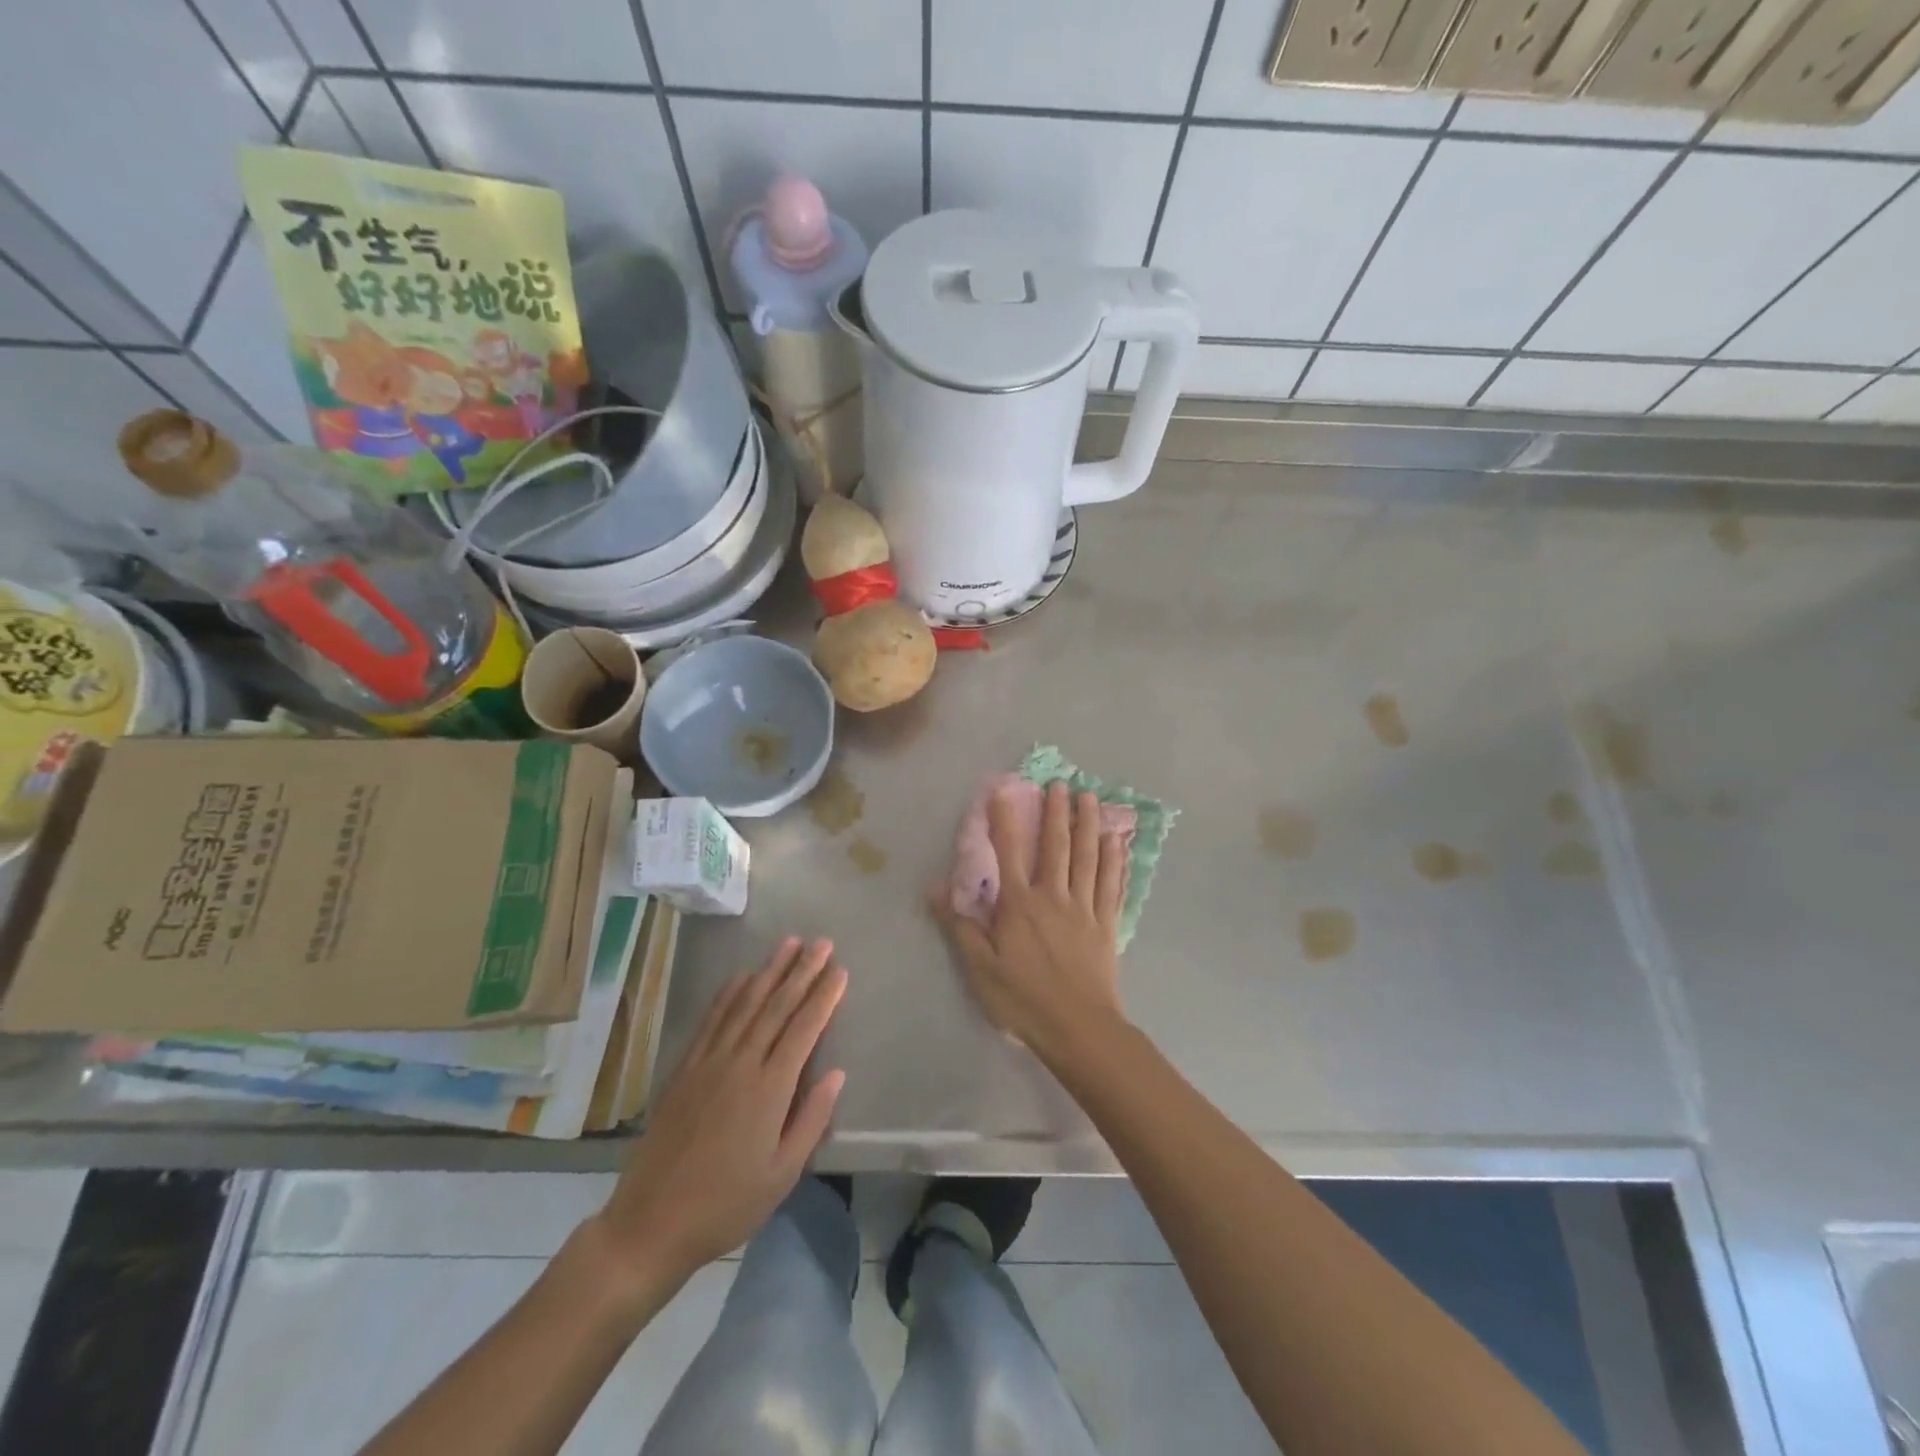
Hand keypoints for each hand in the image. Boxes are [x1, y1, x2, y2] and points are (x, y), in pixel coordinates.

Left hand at [589, 937, 846, 1291]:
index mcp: (769, 1090)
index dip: (824, 997)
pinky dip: (729, 994)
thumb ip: (811, 1119)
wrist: (651, 1223)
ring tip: (789, 943)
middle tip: (822, 942)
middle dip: (802, 971)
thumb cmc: (726, 1205)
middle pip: (776, 1006)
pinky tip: (741, 976)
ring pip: (745, 1004)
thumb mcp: (782, 1174)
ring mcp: (709, 1062)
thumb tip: (836, 1073)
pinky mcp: (685, 1068)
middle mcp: (740, 1064)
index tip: (840, 970)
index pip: (804, 1029)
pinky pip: (711, 1020)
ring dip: (769, 971)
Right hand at [931, 781, 1128, 1061]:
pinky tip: (1117, 842)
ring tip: (1090, 797)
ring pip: (1087, 858)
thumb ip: (959, 925)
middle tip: (1060, 783)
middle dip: (1056, 812)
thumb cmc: (1023, 1000)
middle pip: (1056, 846)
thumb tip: (934, 886)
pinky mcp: (1106, 925)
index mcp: (1020, 905)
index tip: (1004, 790)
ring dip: (1088, 824)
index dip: (1005, 819)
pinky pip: (1111, 885)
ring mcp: (1084, 909)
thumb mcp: (979, 968)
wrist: (1078, 1029)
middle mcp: (1054, 897)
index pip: (1010, 852)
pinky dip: (1114, 861)